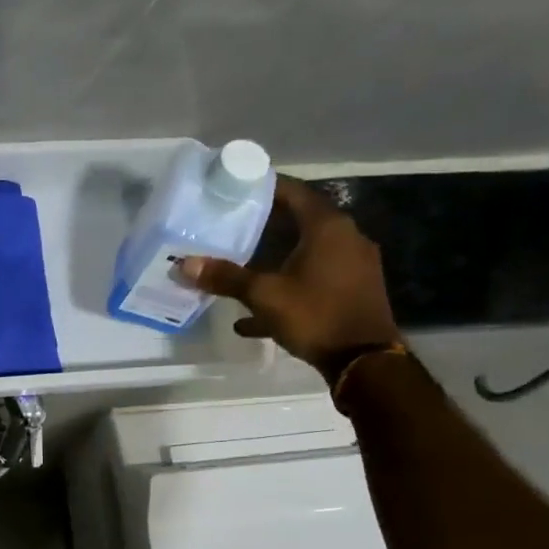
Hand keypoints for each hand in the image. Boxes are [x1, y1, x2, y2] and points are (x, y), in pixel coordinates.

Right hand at [180, 175, 401, 379]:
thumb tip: (184, 264)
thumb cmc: (315, 314)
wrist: (364, 361)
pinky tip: (253, 315)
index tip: (236, 189)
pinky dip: (286, 288)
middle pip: (299, 222)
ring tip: (239, 266)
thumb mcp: (264, 295)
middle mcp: (346, 239)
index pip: (294, 193)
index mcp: (328, 228)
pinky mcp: (351, 291)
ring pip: (305, 253)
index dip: (265, 188)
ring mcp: (352, 266)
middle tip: (229, 227)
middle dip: (264, 226)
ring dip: (273, 259)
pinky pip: (312, 280)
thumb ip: (225, 277)